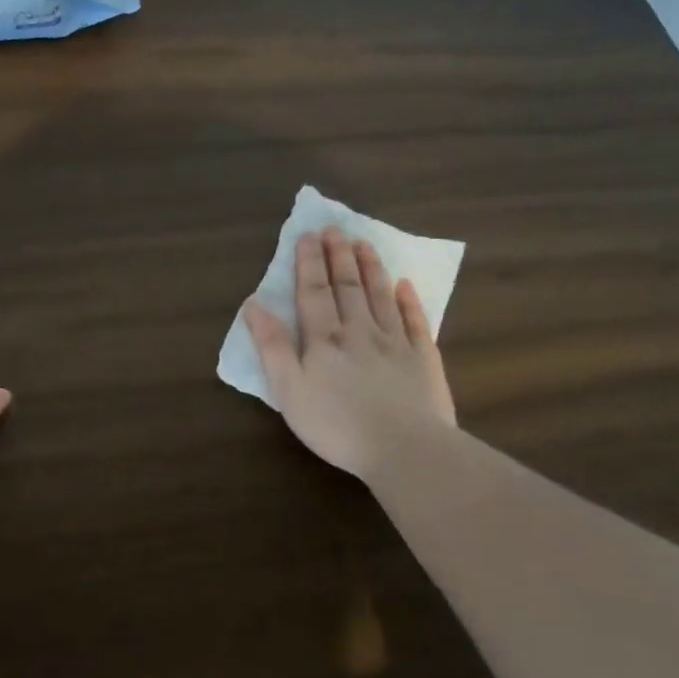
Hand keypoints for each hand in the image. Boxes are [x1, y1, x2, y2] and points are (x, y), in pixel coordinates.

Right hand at [243, 226, 454, 483]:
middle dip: (338, 256)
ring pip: (381, 296)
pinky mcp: (424, 360)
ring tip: (364, 243)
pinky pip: (416, 322)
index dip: (308, 263)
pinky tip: (405, 284)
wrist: (406, 449)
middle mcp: (359, 331)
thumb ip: (272, 346)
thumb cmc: (337, 424)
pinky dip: (410, 301)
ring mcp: (396, 343)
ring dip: (370, 268)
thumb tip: (254, 305)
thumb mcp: (289, 390)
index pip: (314, 292)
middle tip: (335, 228)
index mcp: (324, 339)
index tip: (308, 235)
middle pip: (347, 287)